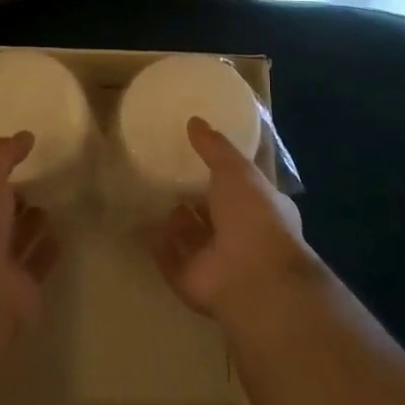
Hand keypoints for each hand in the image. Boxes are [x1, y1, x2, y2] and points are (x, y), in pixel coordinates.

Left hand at [0, 132, 60, 334]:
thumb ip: (3, 155)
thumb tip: (25, 136)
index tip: (18, 157)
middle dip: (12, 199)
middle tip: (37, 182)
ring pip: (17, 239)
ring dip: (31, 224)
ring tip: (50, 206)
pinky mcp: (21, 289)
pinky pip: (37, 263)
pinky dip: (46, 250)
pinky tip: (61, 235)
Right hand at [146, 117, 319, 321]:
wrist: (253, 277)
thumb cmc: (253, 216)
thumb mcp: (236, 170)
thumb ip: (214, 147)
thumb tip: (195, 121)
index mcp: (262, 211)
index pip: (242, 191)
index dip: (223, 178)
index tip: (198, 161)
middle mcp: (242, 239)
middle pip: (214, 217)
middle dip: (195, 201)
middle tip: (169, 178)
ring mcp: (217, 264)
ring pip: (193, 241)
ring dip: (176, 224)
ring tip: (152, 198)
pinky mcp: (192, 283)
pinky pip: (171, 261)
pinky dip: (159, 246)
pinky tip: (143, 227)